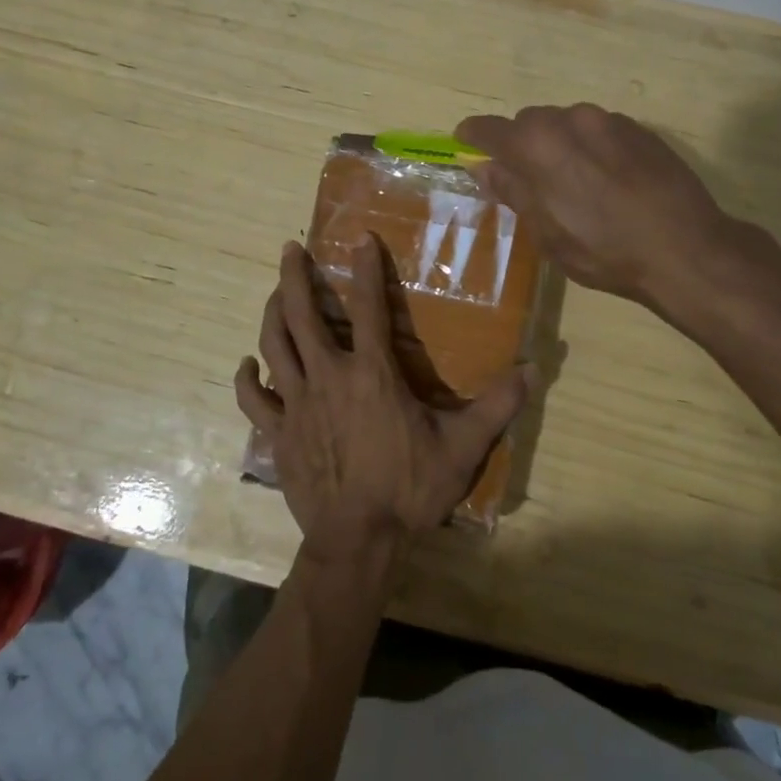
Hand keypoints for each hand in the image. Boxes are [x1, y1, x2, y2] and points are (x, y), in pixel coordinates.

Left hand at [235, 239, 533, 569]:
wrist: (358, 541)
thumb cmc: (409, 490)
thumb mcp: (462, 448)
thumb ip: (497, 406)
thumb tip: (534, 368)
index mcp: (372, 373)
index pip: (370, 307)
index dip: (367, 269)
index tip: (360, 238)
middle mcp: (328, 376)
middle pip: (302, 314)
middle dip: (294, 276)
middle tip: (290, 249)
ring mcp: (296, 404)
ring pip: (274, 345)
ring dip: (271, 313)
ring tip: (274, 293)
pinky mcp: (278, 432)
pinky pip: (253, 399)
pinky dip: (246, 378)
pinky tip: (247, 364)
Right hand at [455, 103, 741, 305]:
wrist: (685, 248)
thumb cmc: (603, 250)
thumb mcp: (546, 232)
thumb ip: (512, 191)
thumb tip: (483, 167)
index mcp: (537, 145)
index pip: (490, 130)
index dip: (473, 137)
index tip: (465, 142)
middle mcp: (569, 120)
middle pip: (529, 122)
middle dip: (520, 144)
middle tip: (525, 177)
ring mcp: (608, 120)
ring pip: (566, 123)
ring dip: (557, 143)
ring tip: (570, 180)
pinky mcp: (639, 129)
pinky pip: (599, 129)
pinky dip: (589, 146)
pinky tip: (605, 178)